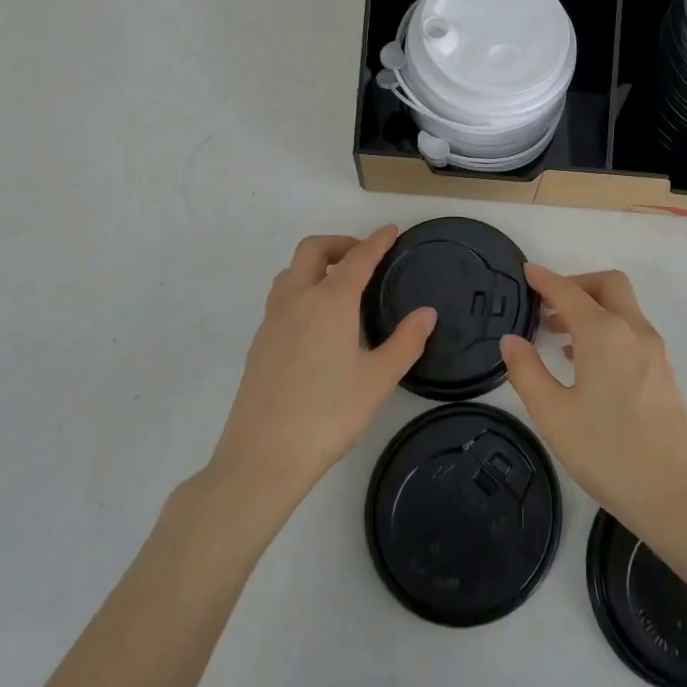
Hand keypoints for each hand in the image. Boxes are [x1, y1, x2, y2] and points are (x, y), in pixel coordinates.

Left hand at [210, 228, 434, 508]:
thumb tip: (427, 313)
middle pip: (313, 250)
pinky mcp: (259, 342)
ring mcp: (272, 320)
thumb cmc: (328, 414)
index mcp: (329, 302)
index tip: (392, 231)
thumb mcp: (378, 380)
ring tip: (339, 285)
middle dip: (340, 243)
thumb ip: (406, 342)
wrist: (262, 456)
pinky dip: (301, 289)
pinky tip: (316, 321)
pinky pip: (281, 297)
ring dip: (315, 265)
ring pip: (290, 272)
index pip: (357, 258)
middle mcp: (297, 300)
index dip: (377, 241)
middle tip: (364, 257)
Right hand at [499, 266, 686, 544]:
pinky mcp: (664, 371)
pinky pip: (632, 330)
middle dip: (576, 284)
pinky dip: (607, 327)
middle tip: (547, 303)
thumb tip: (511, 340)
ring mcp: (654, 350)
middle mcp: (633, 331)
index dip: (545, 280)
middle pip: (607, 285)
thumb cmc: (609, 454)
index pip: (569, 292)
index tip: (526, 272)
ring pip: (623, 307)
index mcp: (604, 334)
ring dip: (592, 307)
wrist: (678, 496)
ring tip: (558, 334)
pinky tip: (586, 361)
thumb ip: (527, 373)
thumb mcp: (554, 416)